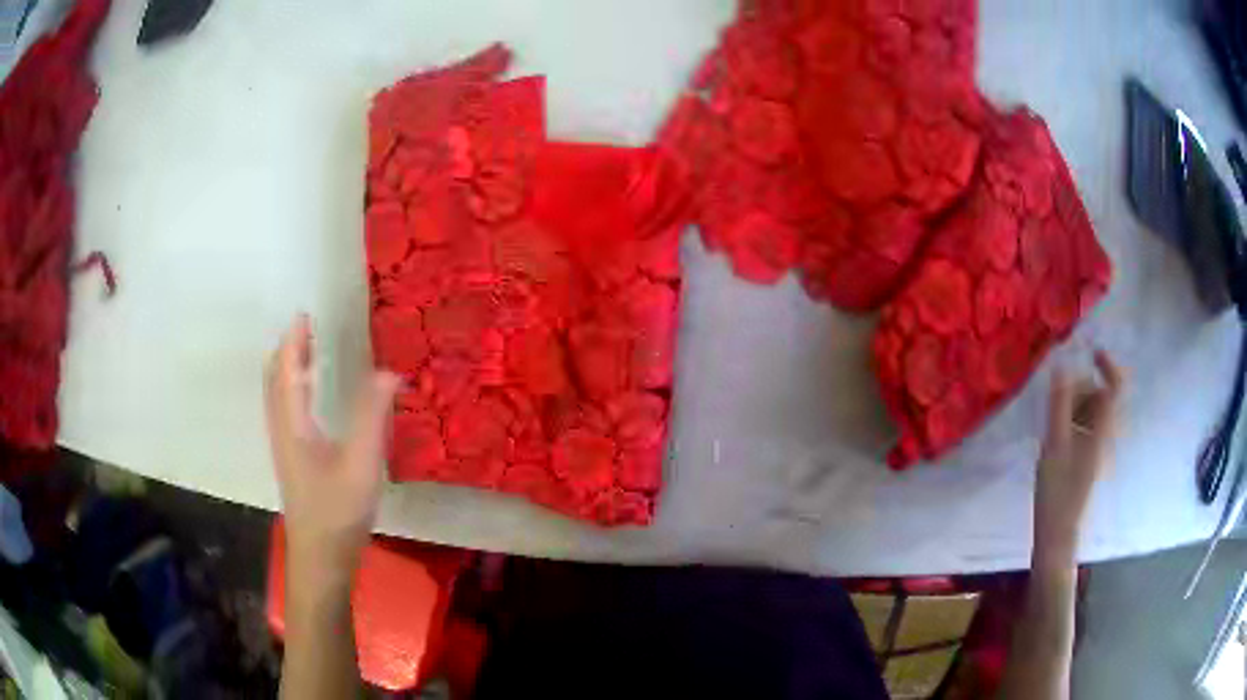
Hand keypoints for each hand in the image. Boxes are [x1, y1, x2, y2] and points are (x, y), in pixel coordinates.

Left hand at [264, 315, 400, 580]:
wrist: (321, 559)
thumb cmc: (338, 512)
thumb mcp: (361, 464)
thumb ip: (372, 417)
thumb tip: (387, 372)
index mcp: (292, 425)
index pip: (286, 371)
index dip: (293, 342)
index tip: (305, 315)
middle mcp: (282, 431)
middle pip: (275, 381)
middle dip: (287, 351)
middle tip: (307, 330)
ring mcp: (285, 448)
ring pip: (278, 398)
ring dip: (288, 370)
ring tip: (308, 354)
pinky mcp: (293, 462)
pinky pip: (286, 412)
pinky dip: (294, 390)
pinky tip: (313, 400)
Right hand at [1034, 350, 1124, 569]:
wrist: (1057, 532)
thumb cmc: (1057, 490)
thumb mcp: (1054, 444)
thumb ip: (1059, 404)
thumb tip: (1060, 366)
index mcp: (1102, 430)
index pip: (1115, 387)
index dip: (1108, 364)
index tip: (1091, 352)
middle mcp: (1105, 434)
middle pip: (1100, 395)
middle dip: (1081, 389)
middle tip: (1058, 403)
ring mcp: (1097, 447)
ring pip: (1091, 411)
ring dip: (1074, 406)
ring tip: (1054, 426)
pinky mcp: (1089, 457)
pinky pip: (1085, 426)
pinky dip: (1072, 422)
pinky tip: (1056, 438)